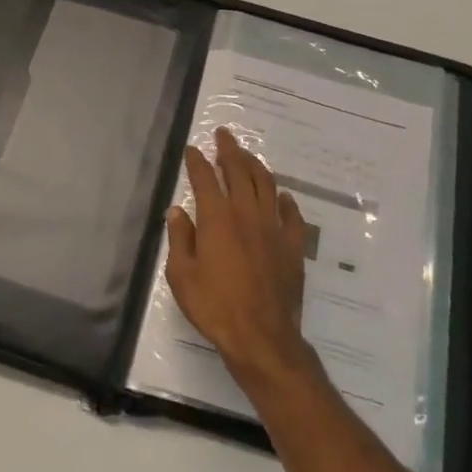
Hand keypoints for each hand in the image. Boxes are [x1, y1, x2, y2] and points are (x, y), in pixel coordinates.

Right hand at [164, 128, 314, 386]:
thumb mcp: (182, 276)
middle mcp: (247, 214)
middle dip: (230, 150)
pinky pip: (292, 215)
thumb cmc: (214, 306)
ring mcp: (274, 228)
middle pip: (240, 172)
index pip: (205, 179)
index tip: (192, 149)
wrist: (261, 336)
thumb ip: (179, 239)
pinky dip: (286, 200)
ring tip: (247, 155)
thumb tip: (178, 211)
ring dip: (256, 166)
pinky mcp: (293, 246)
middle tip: (224, 135)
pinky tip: (282, 195)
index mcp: (217, 218)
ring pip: (267, 185)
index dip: (197, 161)